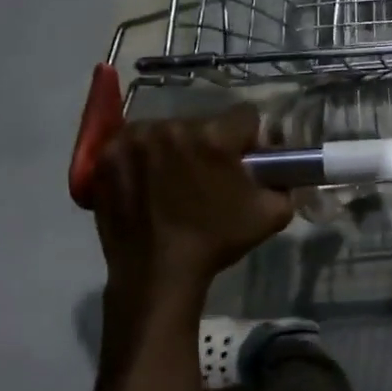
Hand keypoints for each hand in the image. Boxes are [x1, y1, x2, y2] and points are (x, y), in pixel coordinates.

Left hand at [91, 104, 293, 295]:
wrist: (157, 274)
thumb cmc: (215, 242)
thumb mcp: (271, 215)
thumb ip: (285, 183)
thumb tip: (281, 171)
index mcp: (214, 137)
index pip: (245, 116)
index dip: (250, 139)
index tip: (245, 162)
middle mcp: (172, 127)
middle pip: (203, 123)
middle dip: (210, 144)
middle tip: (209, 178)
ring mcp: (134, 139)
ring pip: (167, 130)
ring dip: (176, 148)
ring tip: (174, 182)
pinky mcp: (106, 155)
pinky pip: (134, 143)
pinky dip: (142, 157)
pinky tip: (147, 182)